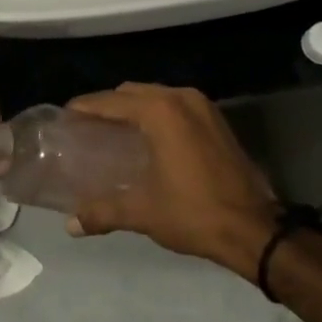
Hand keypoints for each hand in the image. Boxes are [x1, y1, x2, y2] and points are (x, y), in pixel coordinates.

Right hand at [65, 84, 277, 275]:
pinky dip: (157, 113)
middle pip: (133, 92)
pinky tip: (149, 137)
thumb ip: (103, 211)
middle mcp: (180, 98)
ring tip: (115, 131)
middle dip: (109, 105)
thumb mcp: (144, 212)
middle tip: (88, 126)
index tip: (66, 116)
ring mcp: (202, 106)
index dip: (86, 107)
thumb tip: (70, 225)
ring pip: (156, 95)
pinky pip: (176, 105)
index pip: (111, 101)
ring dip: (134, 108)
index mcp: (160, 111)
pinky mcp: (217, 119)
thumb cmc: (194, 213)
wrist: (255, 229)